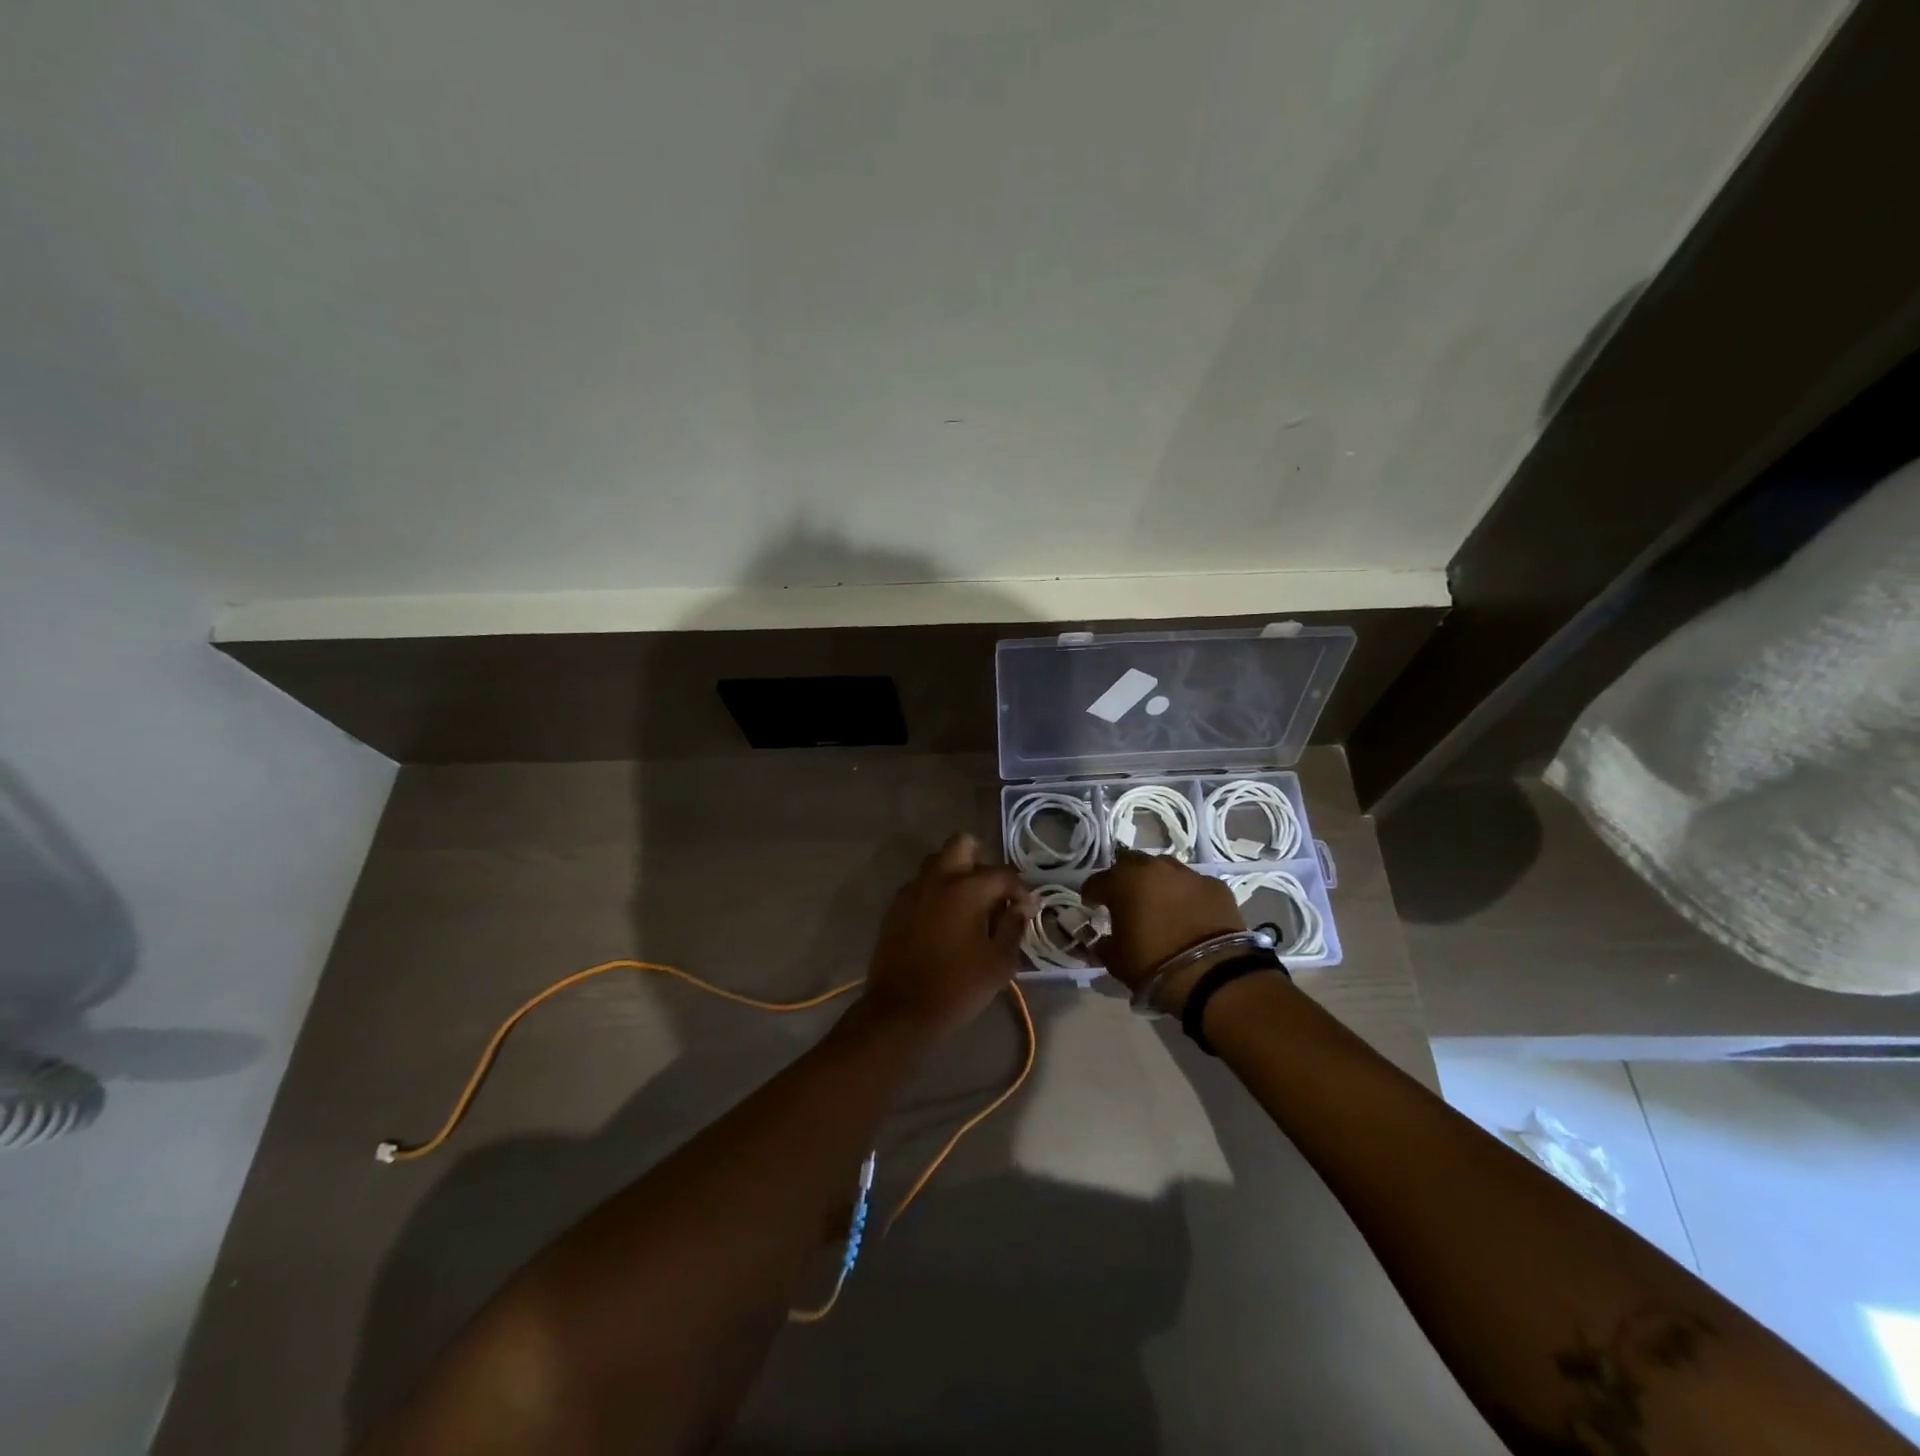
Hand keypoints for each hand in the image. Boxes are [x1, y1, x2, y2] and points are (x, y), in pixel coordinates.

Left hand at [862, 834, 1035, 1038]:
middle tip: (992, 892)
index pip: (1003, 874)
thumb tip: (1020, 907)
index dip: (1021, 890)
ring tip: (968, 905)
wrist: (902, 1011)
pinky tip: (944, 921)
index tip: (1027, 909)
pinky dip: (936, 892)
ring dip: (956, 873)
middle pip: (962, 844)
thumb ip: (1014, 928)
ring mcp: (912, 890)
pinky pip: (921, 885)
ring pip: (938, 861)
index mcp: (967, 888)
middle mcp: (938, 879)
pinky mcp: (895, 907)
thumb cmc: (958, 987)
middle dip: (982, 861)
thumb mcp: (1000, 962)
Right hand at [1081, 848, 1244, 1010]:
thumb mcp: (1115, 959)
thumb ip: (1102, 943)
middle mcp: (1154, 868)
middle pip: (1131, 863)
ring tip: (1158, 902)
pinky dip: (1186, 894)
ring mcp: (1188, 874)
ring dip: (1156, 881)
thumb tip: (1100, 939)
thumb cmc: (1153, 964)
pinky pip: (1193, 884)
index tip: (1093, 907)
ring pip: (1164, 868)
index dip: (1091, 895)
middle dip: (1124, 878)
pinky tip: (1189, 912)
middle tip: (1126, 899)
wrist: (1211, 974)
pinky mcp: (1215, 885)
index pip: (1096, 881)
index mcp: (1123, 882)